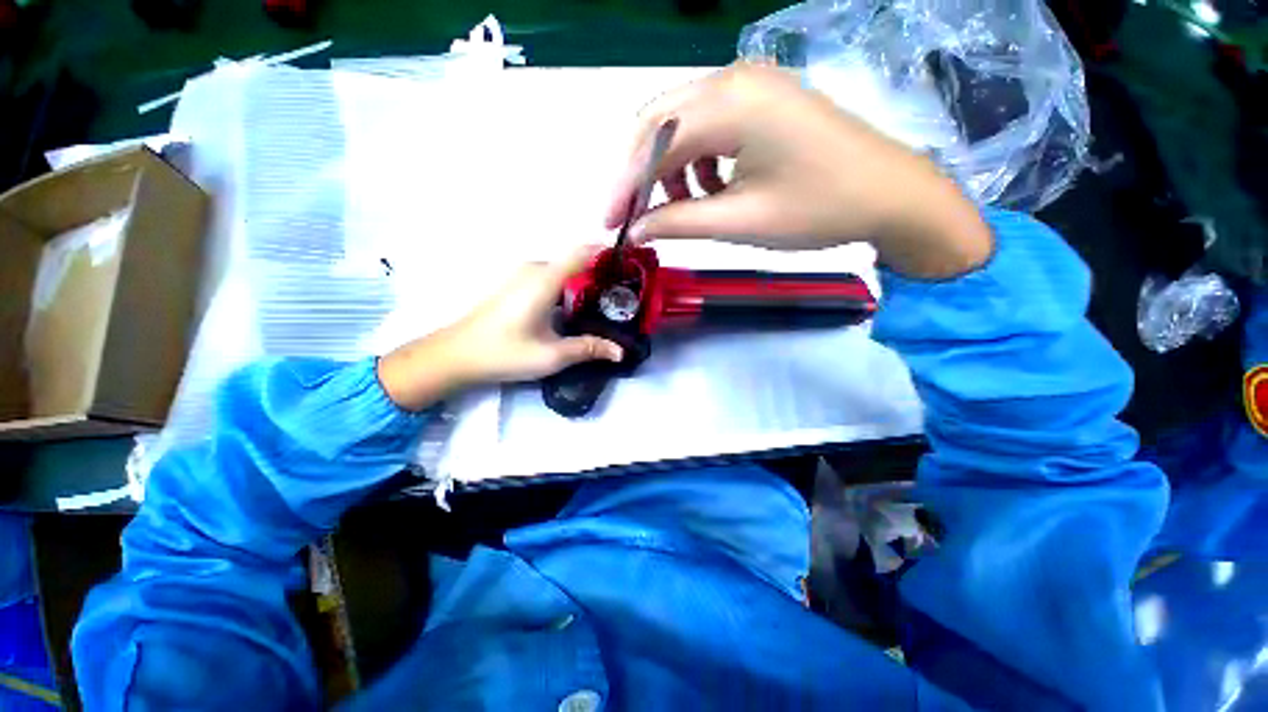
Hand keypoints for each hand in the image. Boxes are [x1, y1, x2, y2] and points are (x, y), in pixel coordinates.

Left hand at [377, 249, 621, 410]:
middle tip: (624, 297)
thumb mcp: (552, 355)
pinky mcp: (517, 285)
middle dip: (601, 274)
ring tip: (606, 305)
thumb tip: (621, 351)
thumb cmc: (505, 352)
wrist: (456, 355)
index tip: (631, 267)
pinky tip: (576, 309)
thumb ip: (589, 349)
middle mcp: (534, 269)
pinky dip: (569, 287)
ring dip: (585, 283)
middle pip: (576, 261)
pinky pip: (552, 277)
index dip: (608, 253)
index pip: (583, 251)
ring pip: (564, 270)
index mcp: (544, 279)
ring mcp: (523, 275)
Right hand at [606, 63, 992, 278]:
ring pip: (682, 124)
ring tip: (680, 208)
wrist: (891, 195)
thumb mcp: (739, 222)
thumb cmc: (818, 210)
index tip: (609, 223)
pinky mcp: (762, 101)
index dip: (624, 186)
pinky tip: (710, 189)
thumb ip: (678, 222)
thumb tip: (635, 230)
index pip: (652, 141)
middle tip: (631, 216)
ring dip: (668, 168)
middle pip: (659, 122)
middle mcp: (733, 78)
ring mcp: (750, 85)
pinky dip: (696, 161)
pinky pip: (709, 126)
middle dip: (639, 174)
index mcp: (730, 102)